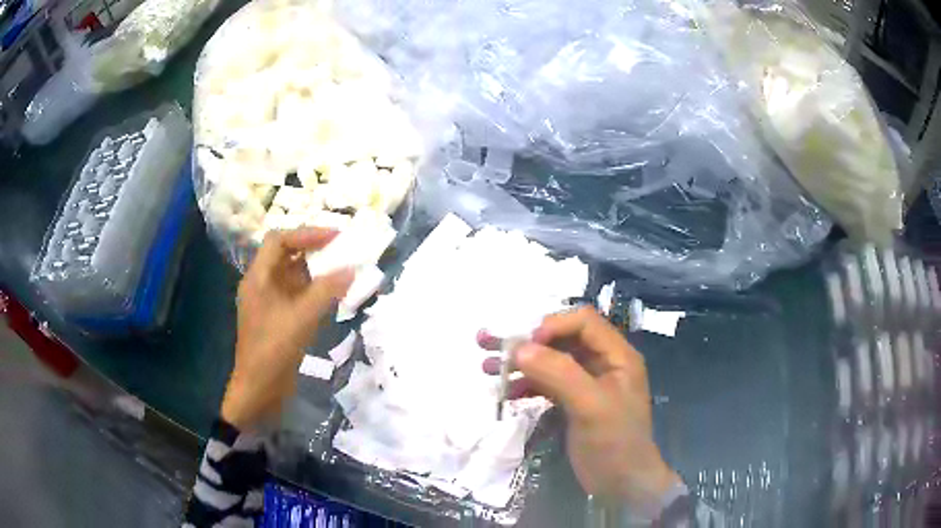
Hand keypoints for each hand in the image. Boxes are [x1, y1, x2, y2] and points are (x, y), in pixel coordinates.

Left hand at [221, 228, 353, 430]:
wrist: (259, 390)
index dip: (306, 234)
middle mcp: (262, 284)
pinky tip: (332, 294)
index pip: (279, 240)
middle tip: (342, 248)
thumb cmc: (273, 350)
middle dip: (313, 249)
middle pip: (286, 255)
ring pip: (293, 275)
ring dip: (316, 270)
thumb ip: (326, 291)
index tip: (335, 237)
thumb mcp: (301, 318)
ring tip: (342, 267)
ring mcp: (269, 302)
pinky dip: (314, 290)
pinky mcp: (278, 318)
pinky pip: (297, 294)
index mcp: (258, 278)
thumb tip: (352, 269)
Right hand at [481, 307, 679, 515]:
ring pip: (550, 361)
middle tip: (489, 345)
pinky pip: (546, 384)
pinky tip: (505, 393)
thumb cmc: (615, 442)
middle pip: (561, 339)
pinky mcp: (573, 403)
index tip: (526, 346)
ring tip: (487, 367)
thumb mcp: (590, 406)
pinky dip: (525, 385)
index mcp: (616, 355)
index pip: (583, 322)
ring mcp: (586, 383)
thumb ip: (558, 373)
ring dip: (520, 363)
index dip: (553, 326)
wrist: (622, 484)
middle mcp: (602, 363)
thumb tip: (519, 348)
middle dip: (527, 342)